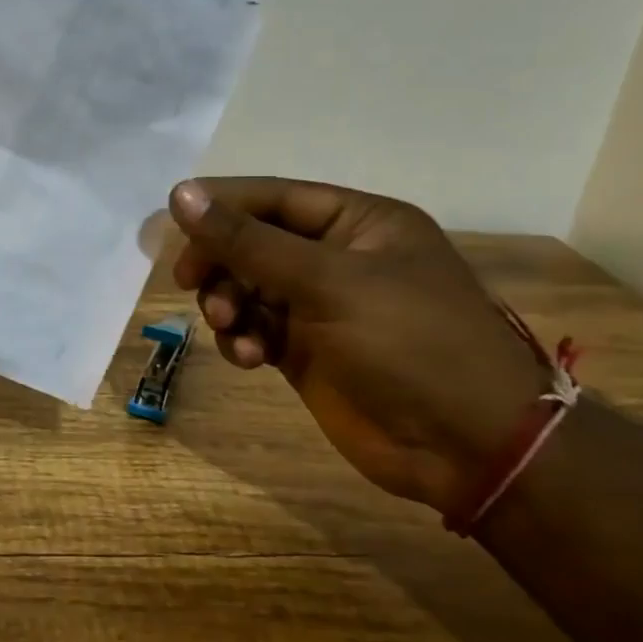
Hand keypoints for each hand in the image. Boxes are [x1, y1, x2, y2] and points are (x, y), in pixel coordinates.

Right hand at [168, 178, 548, 513]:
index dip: (222, 206)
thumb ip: (249, 240)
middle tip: (190, 281)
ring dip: (228, 303)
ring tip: (230, 327)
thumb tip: (181, 193)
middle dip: (222, 262)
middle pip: (254, 242)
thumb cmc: (409, 344)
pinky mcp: (307, 351)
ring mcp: (321, 307)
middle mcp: (337, 258)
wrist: (469, 448)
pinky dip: (243, 339)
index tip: (173, 223)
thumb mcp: (328, 282)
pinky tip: (250, 358)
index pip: (274, 197)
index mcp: (358, 223)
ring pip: (247, 287)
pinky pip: (256, 329)